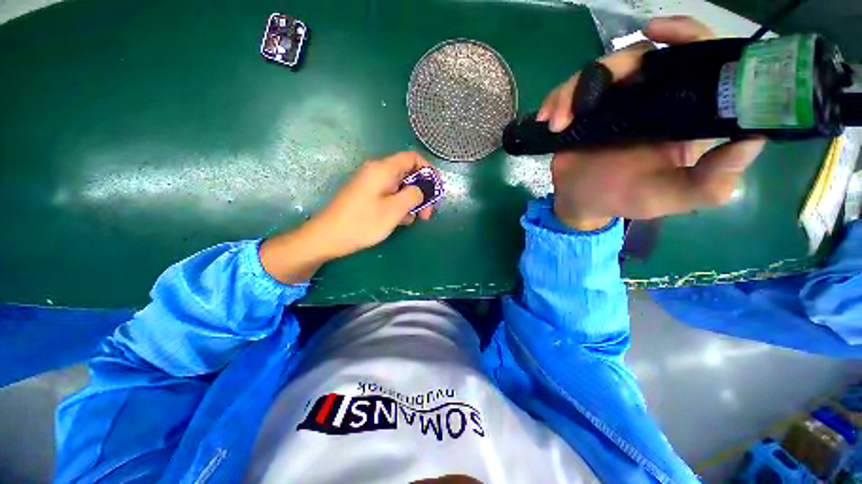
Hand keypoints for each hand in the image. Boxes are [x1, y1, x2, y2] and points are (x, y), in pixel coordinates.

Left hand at [260, 152, 434, 282]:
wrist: (329, 237)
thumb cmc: (363, 222)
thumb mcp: (395, 209)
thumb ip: (414, 194)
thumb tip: (422, 189)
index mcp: (383, 169)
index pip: (412, 158)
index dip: (428, 171)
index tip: (436, 189)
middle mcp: (377, 172)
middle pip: (408, 174)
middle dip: (421, 192)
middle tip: (427, 213)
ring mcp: (371, 185)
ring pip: (400, 188)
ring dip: (411, 202)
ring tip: (415, 220)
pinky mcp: (368, 196)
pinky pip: (390, 196)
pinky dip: (399, 206)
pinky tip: (401, 221)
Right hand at [539, 16, 765, 230]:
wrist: (582, 203)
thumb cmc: (627, 199)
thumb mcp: (673, 197)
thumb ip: (712, 181)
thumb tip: (753, 139)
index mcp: (683, 112)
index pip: (697, 60)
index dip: (686, 36)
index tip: (659, 31)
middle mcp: (652, 98)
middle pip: (639, 57)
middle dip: (610, 68)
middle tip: (586, 97)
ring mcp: (615, 102)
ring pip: (599, 70)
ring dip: (572, 91)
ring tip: (557, 122)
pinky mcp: (585, 110)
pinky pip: (571, 90)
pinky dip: (557, 100)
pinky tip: (548, 120)